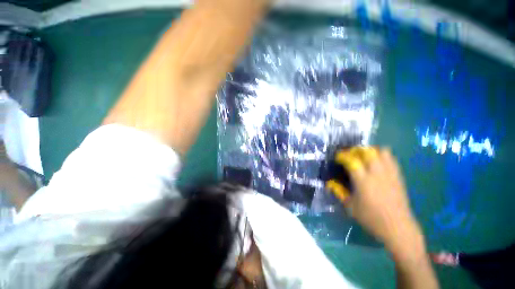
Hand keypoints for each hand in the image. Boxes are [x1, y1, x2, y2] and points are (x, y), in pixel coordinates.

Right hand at [328, 148, 423, 252]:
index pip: (351, 160)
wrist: (398, 228)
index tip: (337, 157)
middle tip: (350, 155)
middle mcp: (376, 173)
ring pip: (381, 152)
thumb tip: (329, 182)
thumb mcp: (350, 206)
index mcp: (363, 181)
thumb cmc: (371, 218)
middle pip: (367, 152)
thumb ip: (339, 191)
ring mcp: (389, 174)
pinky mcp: (398, 177)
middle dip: (356, 150)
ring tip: (363, 157)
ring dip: (370, 151)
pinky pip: (391, 159)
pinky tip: (376, 163)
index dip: (342, 156)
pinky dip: (382, 156)